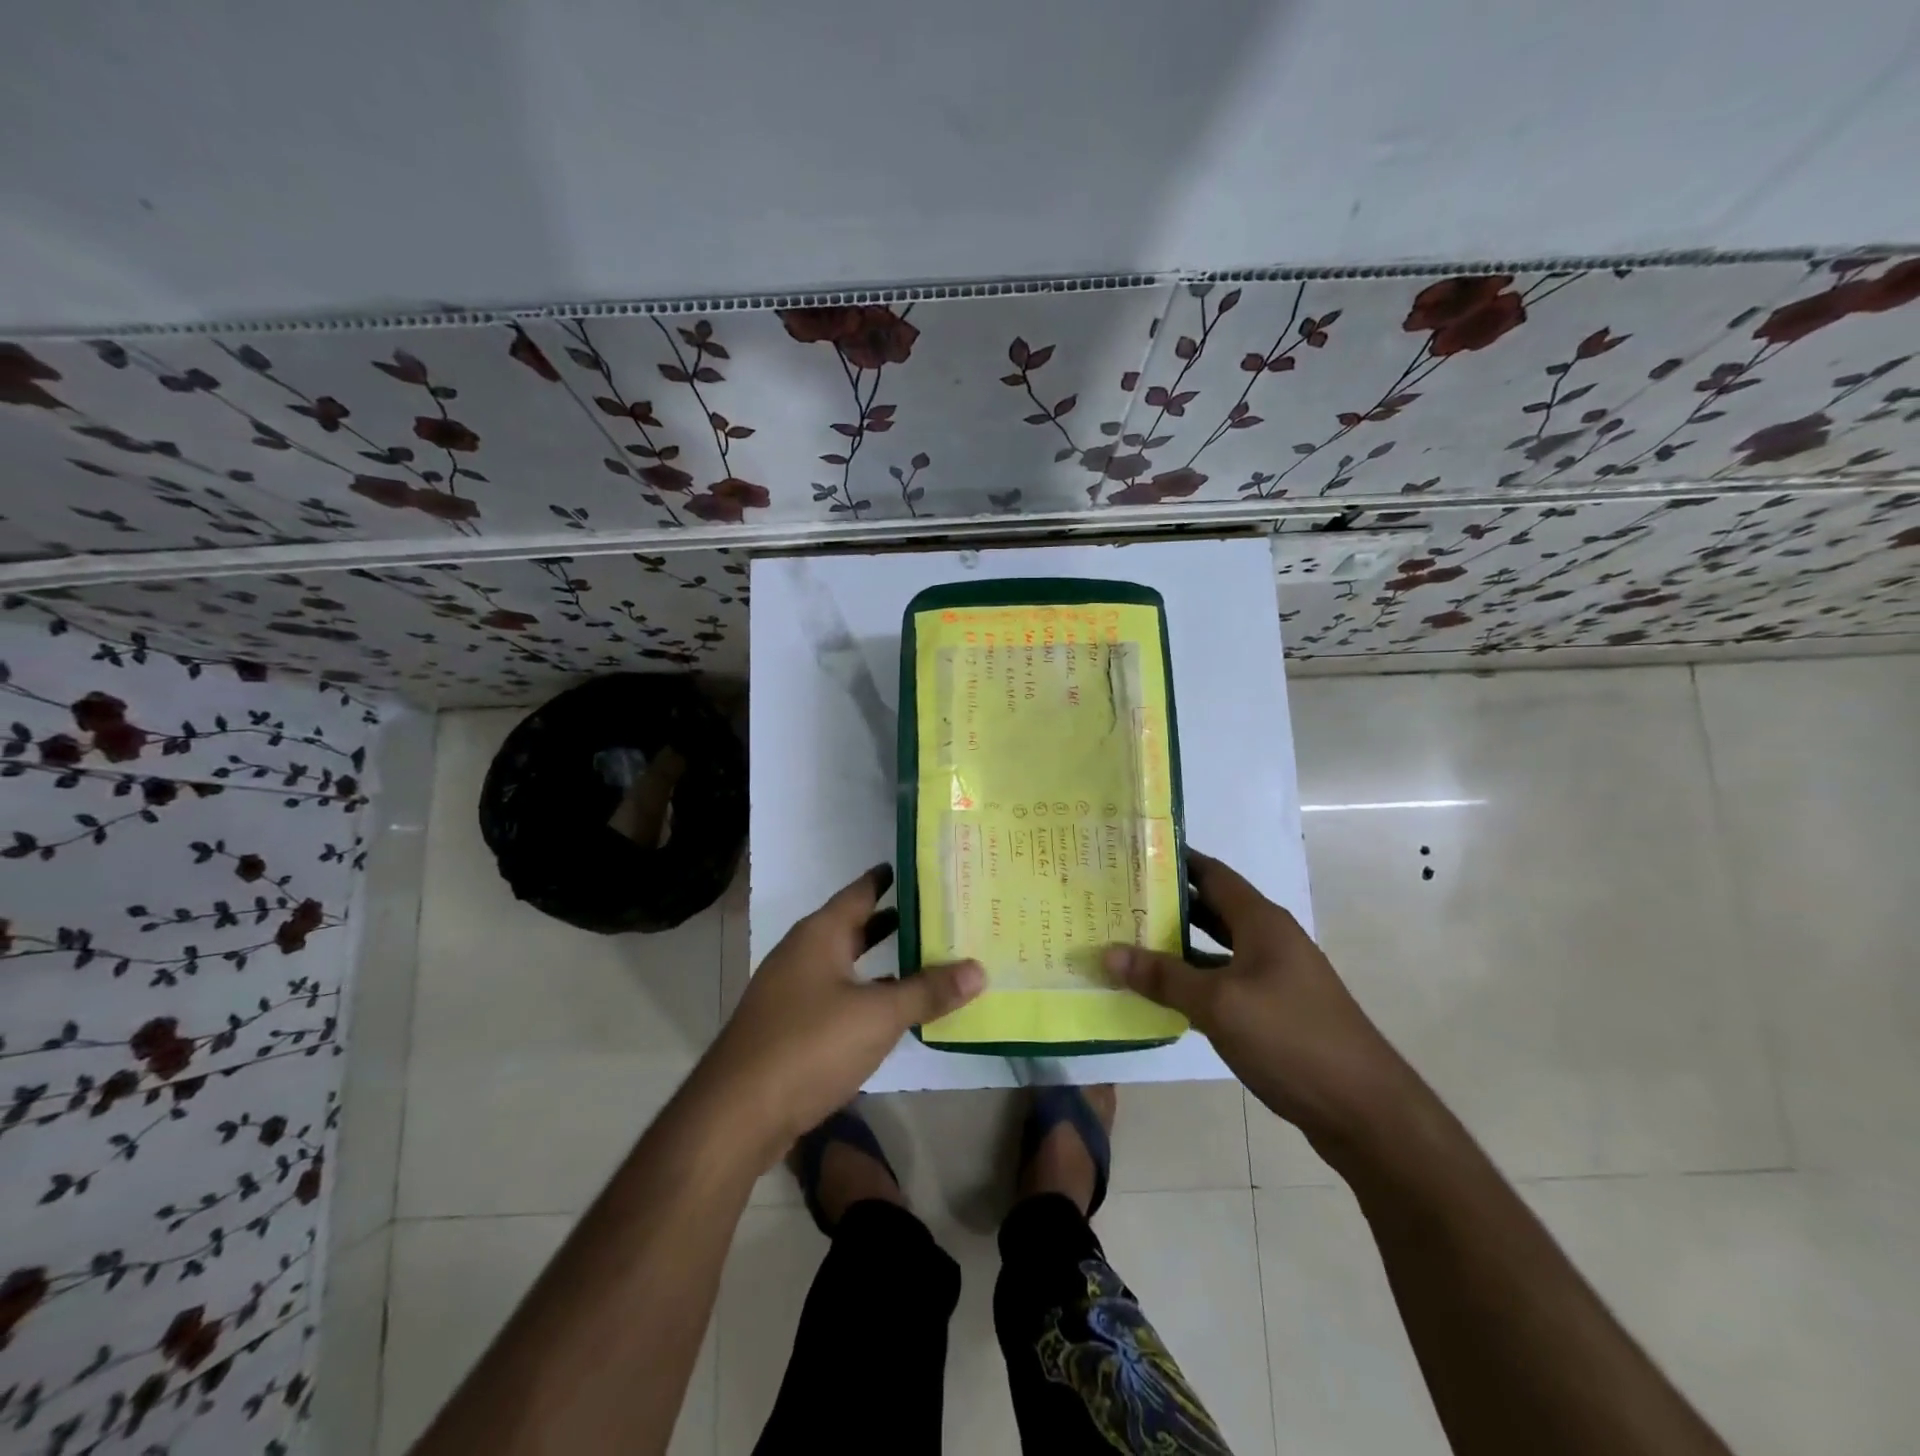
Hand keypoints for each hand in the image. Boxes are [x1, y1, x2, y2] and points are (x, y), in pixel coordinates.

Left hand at [700, 865, 984, 1157]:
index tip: (923, 867)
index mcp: (820, 934)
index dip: (889, 878)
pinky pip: (836, 994)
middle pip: (854, 925)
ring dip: (881, 959)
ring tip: (925, 954)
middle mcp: (803, 952)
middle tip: (939, 912)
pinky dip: (866, 992)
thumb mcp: (878, 1016)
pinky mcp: (789, 1025)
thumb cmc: (809, 1046)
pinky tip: (891, 1008)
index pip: (860, 891)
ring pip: (845, 962)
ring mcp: (791, 990)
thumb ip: (928, 990)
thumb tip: (979, 968)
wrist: (736, 1114)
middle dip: (894, 919)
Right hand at [1104, 850, 1415, 1148]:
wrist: (1364, 1110)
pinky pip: (1223, 981)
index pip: (1210, 873)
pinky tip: (1162, 992)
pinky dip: (1193, 980)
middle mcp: (1269, 940)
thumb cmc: (1291, 1038)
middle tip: (1117, 899)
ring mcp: (1274, 976)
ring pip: (1215, 947)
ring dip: (1176, 944)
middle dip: (1165, 902)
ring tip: (1127, 939)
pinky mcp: (1274, 1010)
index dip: (1173, 859)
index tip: (1131, 853)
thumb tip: (1109, 953)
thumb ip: (1164, 977)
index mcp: (1261, 921)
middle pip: (1210, 908)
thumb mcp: (1219, 1004)